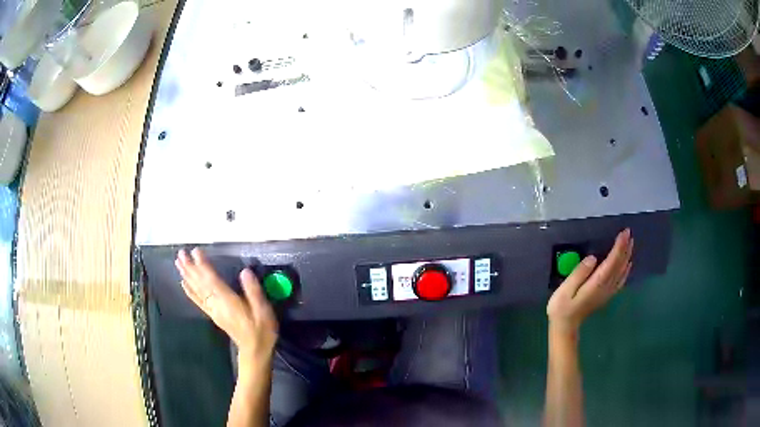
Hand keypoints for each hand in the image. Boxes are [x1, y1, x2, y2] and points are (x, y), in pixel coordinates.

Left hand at [175, 248, 277, 360]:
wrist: (255, 351)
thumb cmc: (261, 330)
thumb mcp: (263, 310)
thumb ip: (253, 291)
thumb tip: (245, 271)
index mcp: (228, 301)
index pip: (212, 279)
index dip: (203, 265)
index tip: (195, 251)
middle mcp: (216, 304)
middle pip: (200, 283)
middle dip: (190, 267)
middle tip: (180, 253)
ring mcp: (213, 310)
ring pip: (197, 290)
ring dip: (187, 276)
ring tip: (178, 263)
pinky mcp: (213, 315)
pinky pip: (198, 301)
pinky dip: (189, 291)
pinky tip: (183, 284)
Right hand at [547, 229, 632, 333]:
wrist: (565, 326)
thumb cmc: (562, 307)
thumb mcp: (565, 290)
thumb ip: (578, 273)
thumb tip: (593, 259)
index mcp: (596, 283)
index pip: (612, 262)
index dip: (619, 246)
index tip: (624, 233)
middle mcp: (606, 286)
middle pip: (620, 265)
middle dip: (625, 248)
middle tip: (629, 232)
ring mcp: (607, 292)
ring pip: (622, 271)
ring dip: (627, 256)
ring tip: (631, 243)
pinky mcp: (606, 295)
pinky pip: (620, 280)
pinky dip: (626, 270)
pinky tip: (628, 264)